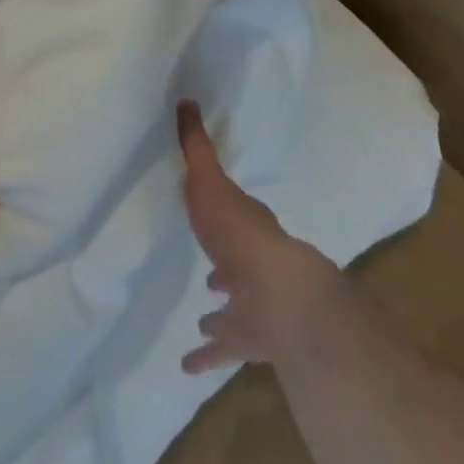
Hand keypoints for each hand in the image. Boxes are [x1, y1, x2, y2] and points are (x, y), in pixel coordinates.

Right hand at [178, 100, 343, 373]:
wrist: (277, 295)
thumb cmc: (238, 231)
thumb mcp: (209, 180)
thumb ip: (197, 146)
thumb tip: (186, 100)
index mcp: (245, 225)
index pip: (234, 214)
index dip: (222, 212)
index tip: (209, 212)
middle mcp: (252, 263)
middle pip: (236, 263)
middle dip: (223, 268)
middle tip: (210, 275)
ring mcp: (253, 304)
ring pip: (235, 307)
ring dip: (220, 311)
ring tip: (201, 316)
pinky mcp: (247, 339)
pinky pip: (224, 346)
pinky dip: (207, 354)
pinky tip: (187, 363)